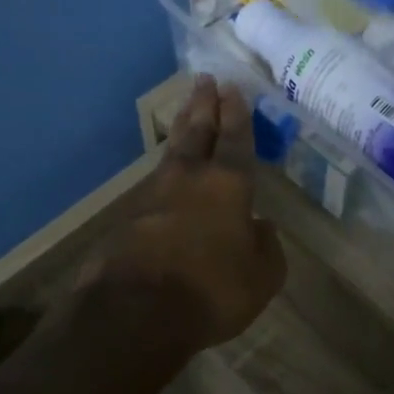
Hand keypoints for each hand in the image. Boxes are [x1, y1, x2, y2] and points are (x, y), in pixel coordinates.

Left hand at [83, 76, 286, 349]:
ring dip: (182, 130)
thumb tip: (261, 227)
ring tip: (186, 113)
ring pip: (172, 154)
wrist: (136, 314)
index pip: (235, 139)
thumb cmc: (213, 290)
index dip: (236, 113)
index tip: (232, 87)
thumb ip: (266, 247)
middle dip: (203, 105)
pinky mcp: (127, 220)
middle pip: (197, 132)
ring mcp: (153, 197)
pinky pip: (153, 187)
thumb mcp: (262, 276)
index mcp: (228, 186)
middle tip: (204, 79)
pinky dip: (164, 175)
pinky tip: (166, 180)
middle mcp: (189, 180)